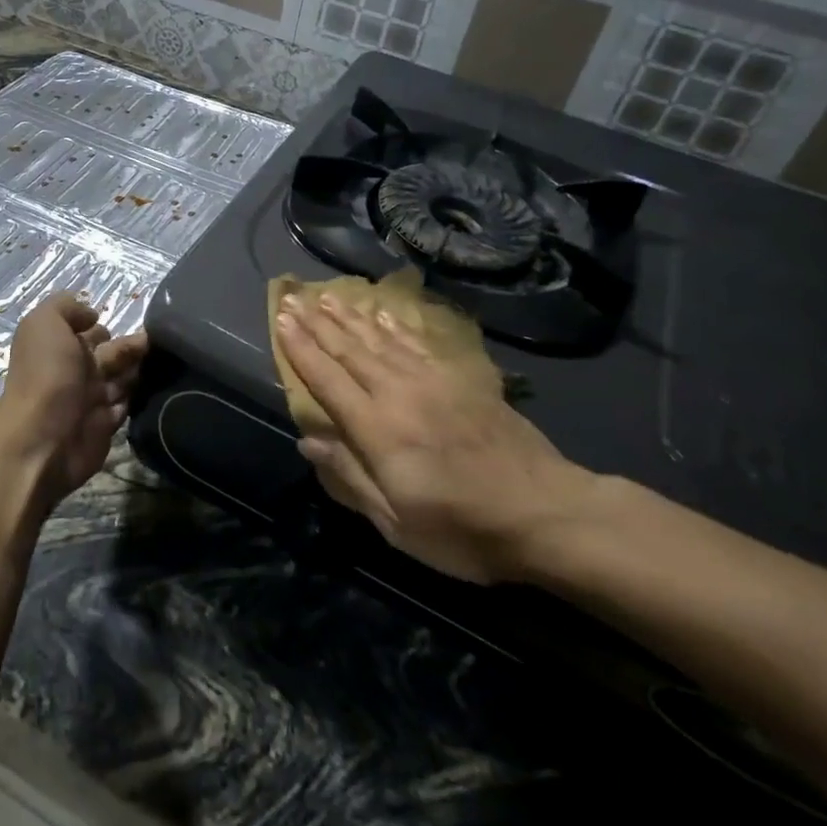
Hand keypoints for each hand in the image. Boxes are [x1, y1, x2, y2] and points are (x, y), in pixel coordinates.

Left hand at [0, 292, 147, 505]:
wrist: (43, 440)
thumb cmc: (46, 375)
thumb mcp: (45, 323)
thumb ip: (66, 307)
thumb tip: (92, 315)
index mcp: (60, 346)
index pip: (89, 330)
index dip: (106, 325)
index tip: (134, 320)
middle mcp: (75, 371)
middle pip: (111, 353)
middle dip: (132, 346)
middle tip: (159, 342)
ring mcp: (90, 400)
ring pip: (122, 378)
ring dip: (140, 370)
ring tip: (165, 362)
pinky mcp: (105, 426)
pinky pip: (127, 406)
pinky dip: (140, 397)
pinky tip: (159, 386)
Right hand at [275, 292, 597, 583]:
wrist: (545, 511)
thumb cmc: (463, 529)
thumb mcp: (397, 523)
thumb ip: (350, 477)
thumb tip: (307, 440)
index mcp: (377, 429)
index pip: (327, 379)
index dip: (301, 349)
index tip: (282, 320)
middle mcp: (398, 393)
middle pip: (350, 350)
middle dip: (318, 323)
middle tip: (295, 296)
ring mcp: (432, 381)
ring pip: (380, 340)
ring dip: (350, 317)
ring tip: (328, 296)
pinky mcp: (461, 379)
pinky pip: (417, 343)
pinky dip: (395, 326)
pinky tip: (383, 314)